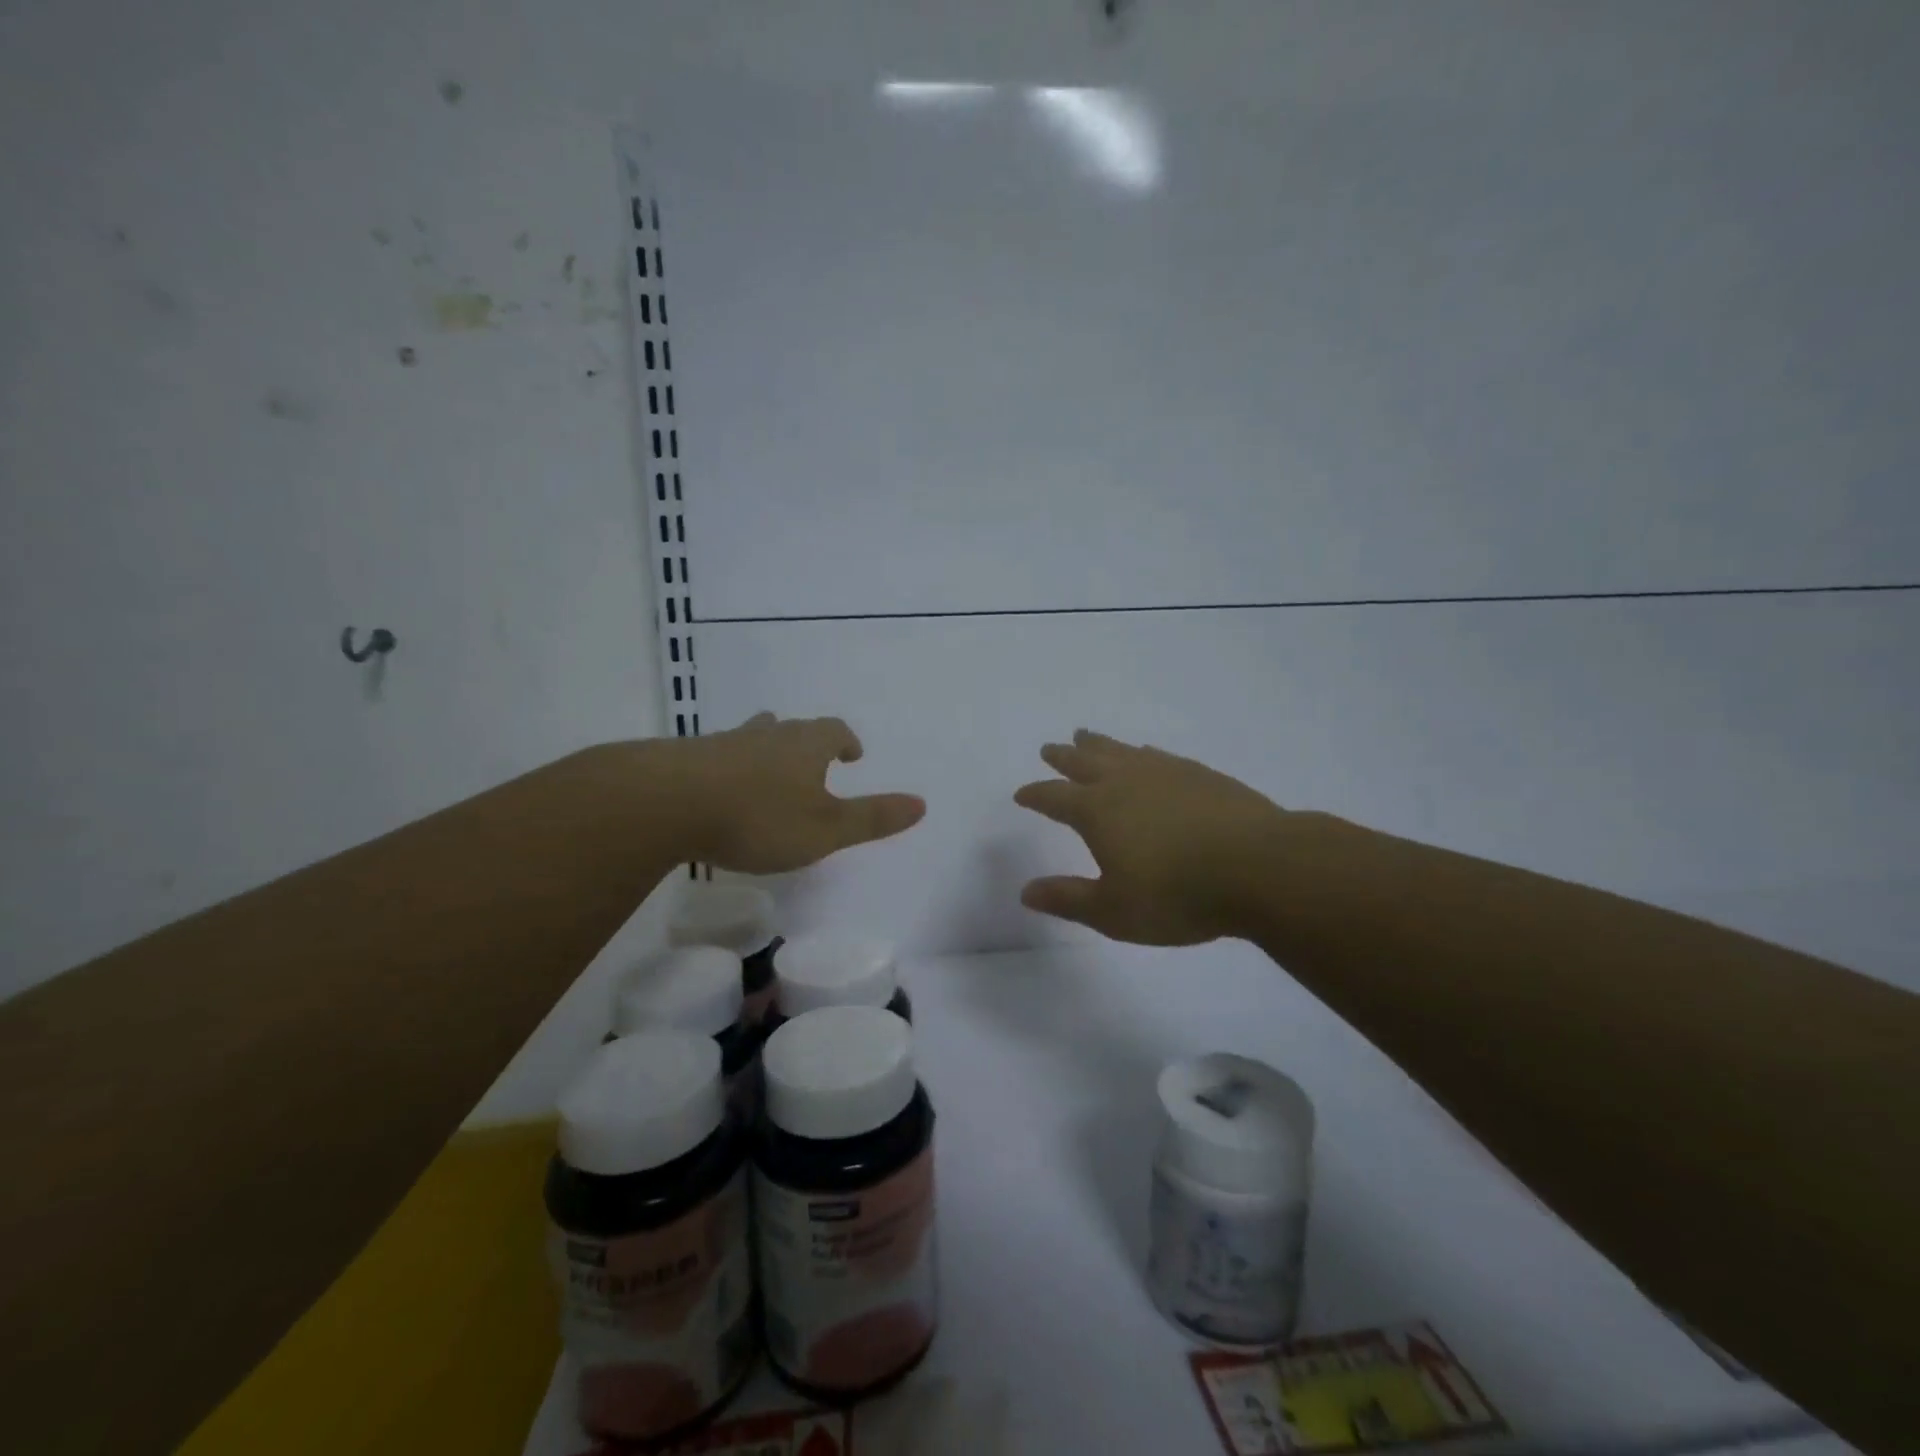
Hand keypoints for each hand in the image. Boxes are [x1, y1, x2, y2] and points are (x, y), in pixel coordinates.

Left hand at [656, 713, 925, 873]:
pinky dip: (730, 766)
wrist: (666, 803)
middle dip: (807, 742)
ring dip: (767, 749)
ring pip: (753, 737)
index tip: (852, 753)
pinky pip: (719, 755)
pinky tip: (720, 788)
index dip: (845, 740)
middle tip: (813, 758)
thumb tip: (922, 804)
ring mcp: (724, 744)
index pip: (833, 731)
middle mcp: (767, 736)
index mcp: (805, 746)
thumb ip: (872, 819)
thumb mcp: (825, 829)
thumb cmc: (758, 818)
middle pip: (793, 729)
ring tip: (767, 766)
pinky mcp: (687, 760)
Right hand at [1013, 729, 1291, 944]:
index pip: (1054, 797)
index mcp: (1097, 811)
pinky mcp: (1200, 774)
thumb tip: (1026, 891)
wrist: (1259, 867)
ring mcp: (1165, 772)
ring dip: (1098, 744)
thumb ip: (1068, 899)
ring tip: (1086, 735)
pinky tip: (1146, 753)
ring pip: (1121, 750)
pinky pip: (1158, 755)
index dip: (1035, 795)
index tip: (1021, 794)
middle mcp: (1125, 782)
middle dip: (1063, 757)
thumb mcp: (1113, 911)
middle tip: (1049, 748)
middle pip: (1084, 762)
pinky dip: (1141, 752)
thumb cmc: (1177, 895)